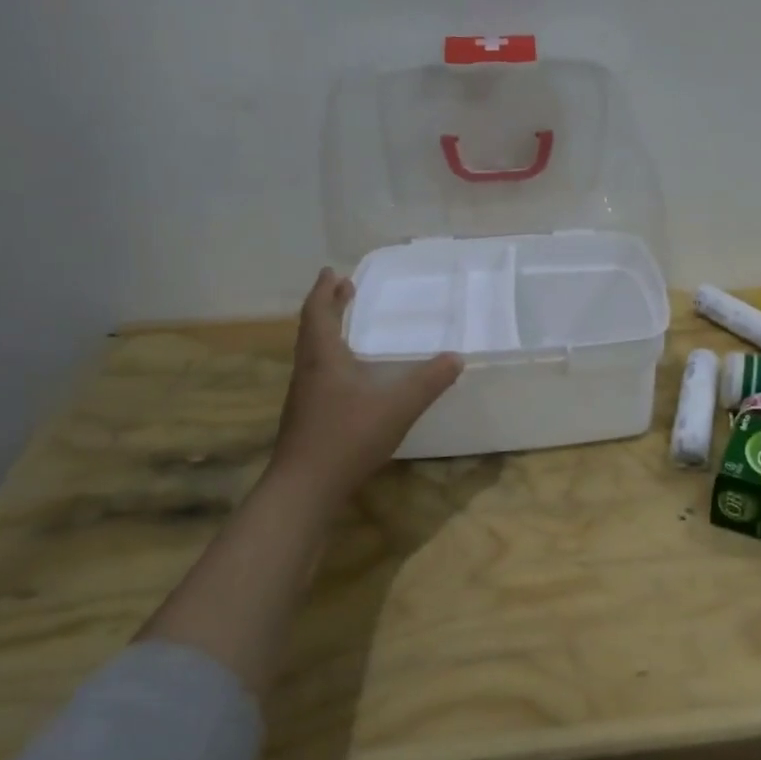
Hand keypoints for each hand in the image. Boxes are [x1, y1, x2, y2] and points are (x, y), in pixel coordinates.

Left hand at [267, 268, 462, 500]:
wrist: (305, 487)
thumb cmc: (348, 436)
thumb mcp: (398, 406)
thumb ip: (428, 381)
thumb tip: (456, 357)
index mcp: (323, 358)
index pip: (319, 313)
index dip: (325, 291)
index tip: (333, 272)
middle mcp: (308, 370)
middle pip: (312, 329)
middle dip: (327, 306)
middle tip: (342, 289)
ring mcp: (304, 396)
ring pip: (312, 353)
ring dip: (327, 332)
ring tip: (345, 326)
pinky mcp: (307, 417)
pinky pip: (317, 373)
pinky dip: (331, 359)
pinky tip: (349, 375)